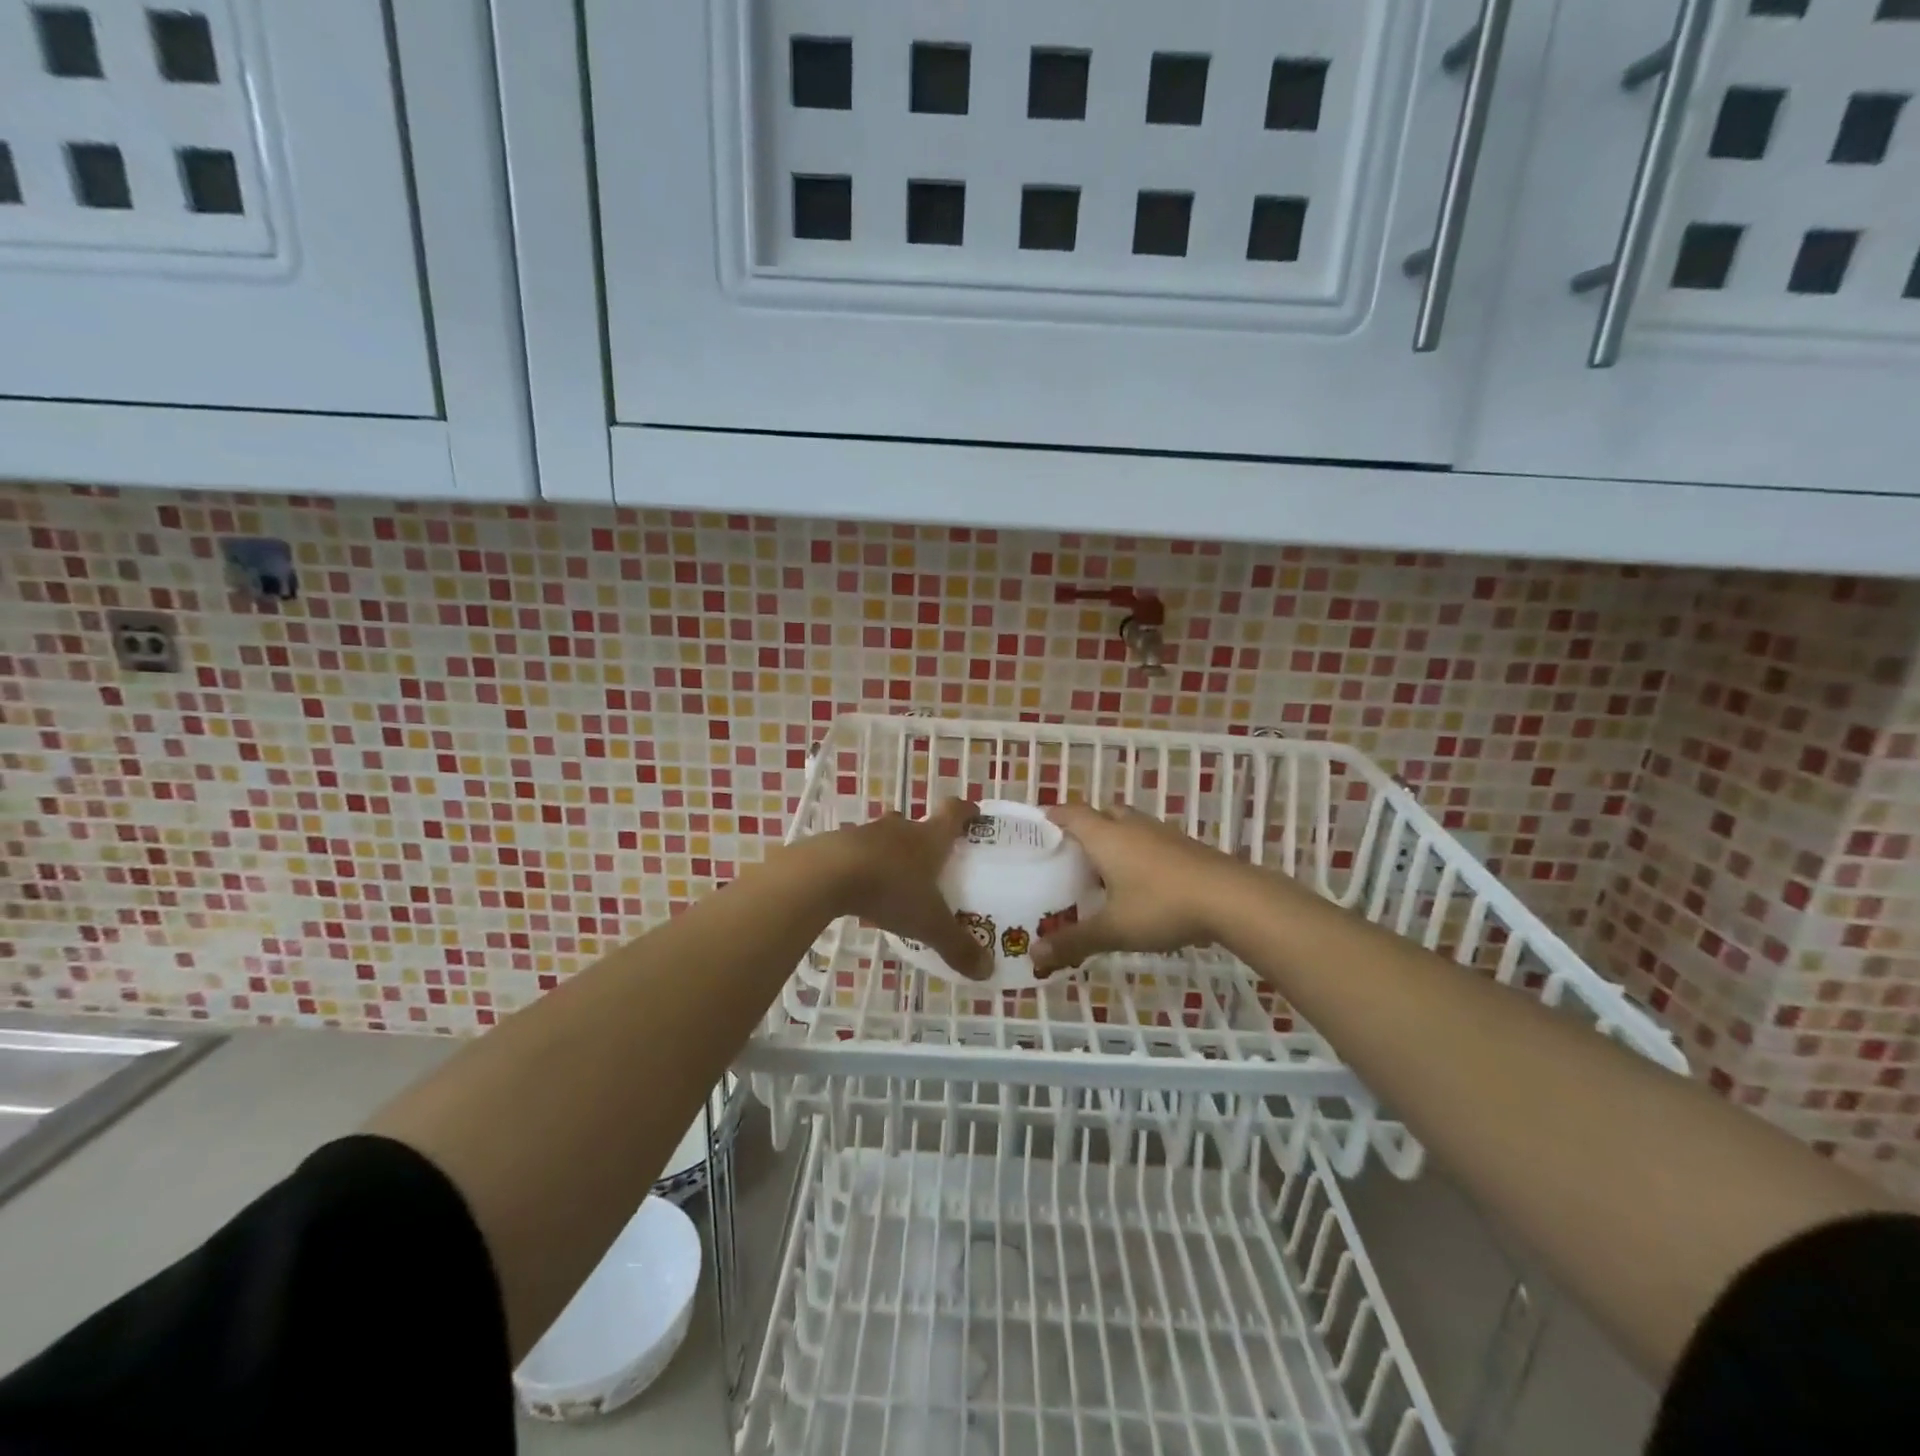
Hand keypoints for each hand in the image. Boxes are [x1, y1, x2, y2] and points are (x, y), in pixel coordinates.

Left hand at [823, 798, 991, 979]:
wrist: (827, 874)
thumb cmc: (890, 889)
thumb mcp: (928, 923)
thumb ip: (957, 946)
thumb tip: (988, 971)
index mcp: (929, 838)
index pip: (953, 812)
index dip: (966, 811)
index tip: (974, 814)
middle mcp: (900, 829)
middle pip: (916, 824)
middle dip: (924, 839)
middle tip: (932, 861)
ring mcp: (866, 834)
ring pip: (885, 837)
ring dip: (891, 852)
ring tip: (895, 879)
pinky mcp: (837, 845)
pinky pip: (857, 852)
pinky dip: (863, 865)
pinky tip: (861, 889)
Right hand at [1032, 803, 1245, 975]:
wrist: (1230, 899)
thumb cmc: (1161, 906)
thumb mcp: (1113, 929)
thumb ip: (1073, 941)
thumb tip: (1034, 955)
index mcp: (1105, 836)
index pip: (1071, 814)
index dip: (1052, 817)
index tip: (1038, 826)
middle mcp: (1130, 826)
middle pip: (1101, 814)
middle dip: (1084, 827)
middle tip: (1070, 852)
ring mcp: (1161, 834)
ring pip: (1129, 826)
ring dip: (1113, 839)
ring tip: (1102, 869)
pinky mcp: (1184, 847)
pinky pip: (1149, 840)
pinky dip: (1137, 852)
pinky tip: (1139, 882)